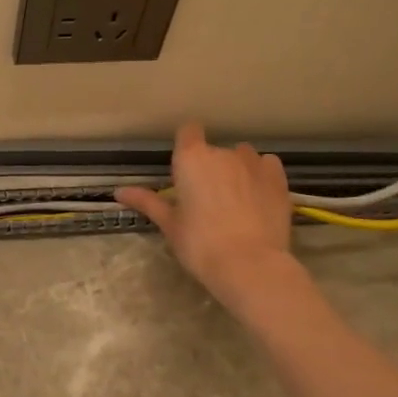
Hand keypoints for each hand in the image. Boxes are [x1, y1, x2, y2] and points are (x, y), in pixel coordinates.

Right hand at [117, 123, 299, 310]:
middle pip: (214, 150)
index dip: (186, 145)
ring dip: (236, 169)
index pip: (188, 131)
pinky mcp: (279, 178)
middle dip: (209, 167)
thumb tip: (118, 192)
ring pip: (242, 156)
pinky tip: (257, 194)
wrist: (250, 265)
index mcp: (191, 159)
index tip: (184, 166)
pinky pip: (267, 165)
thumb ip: (147, 202)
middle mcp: (222, 152)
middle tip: (205, 197)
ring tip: (235, 198)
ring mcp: (254, 163)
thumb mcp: (169, 224)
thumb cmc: (200, 244)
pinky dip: (260, 174)